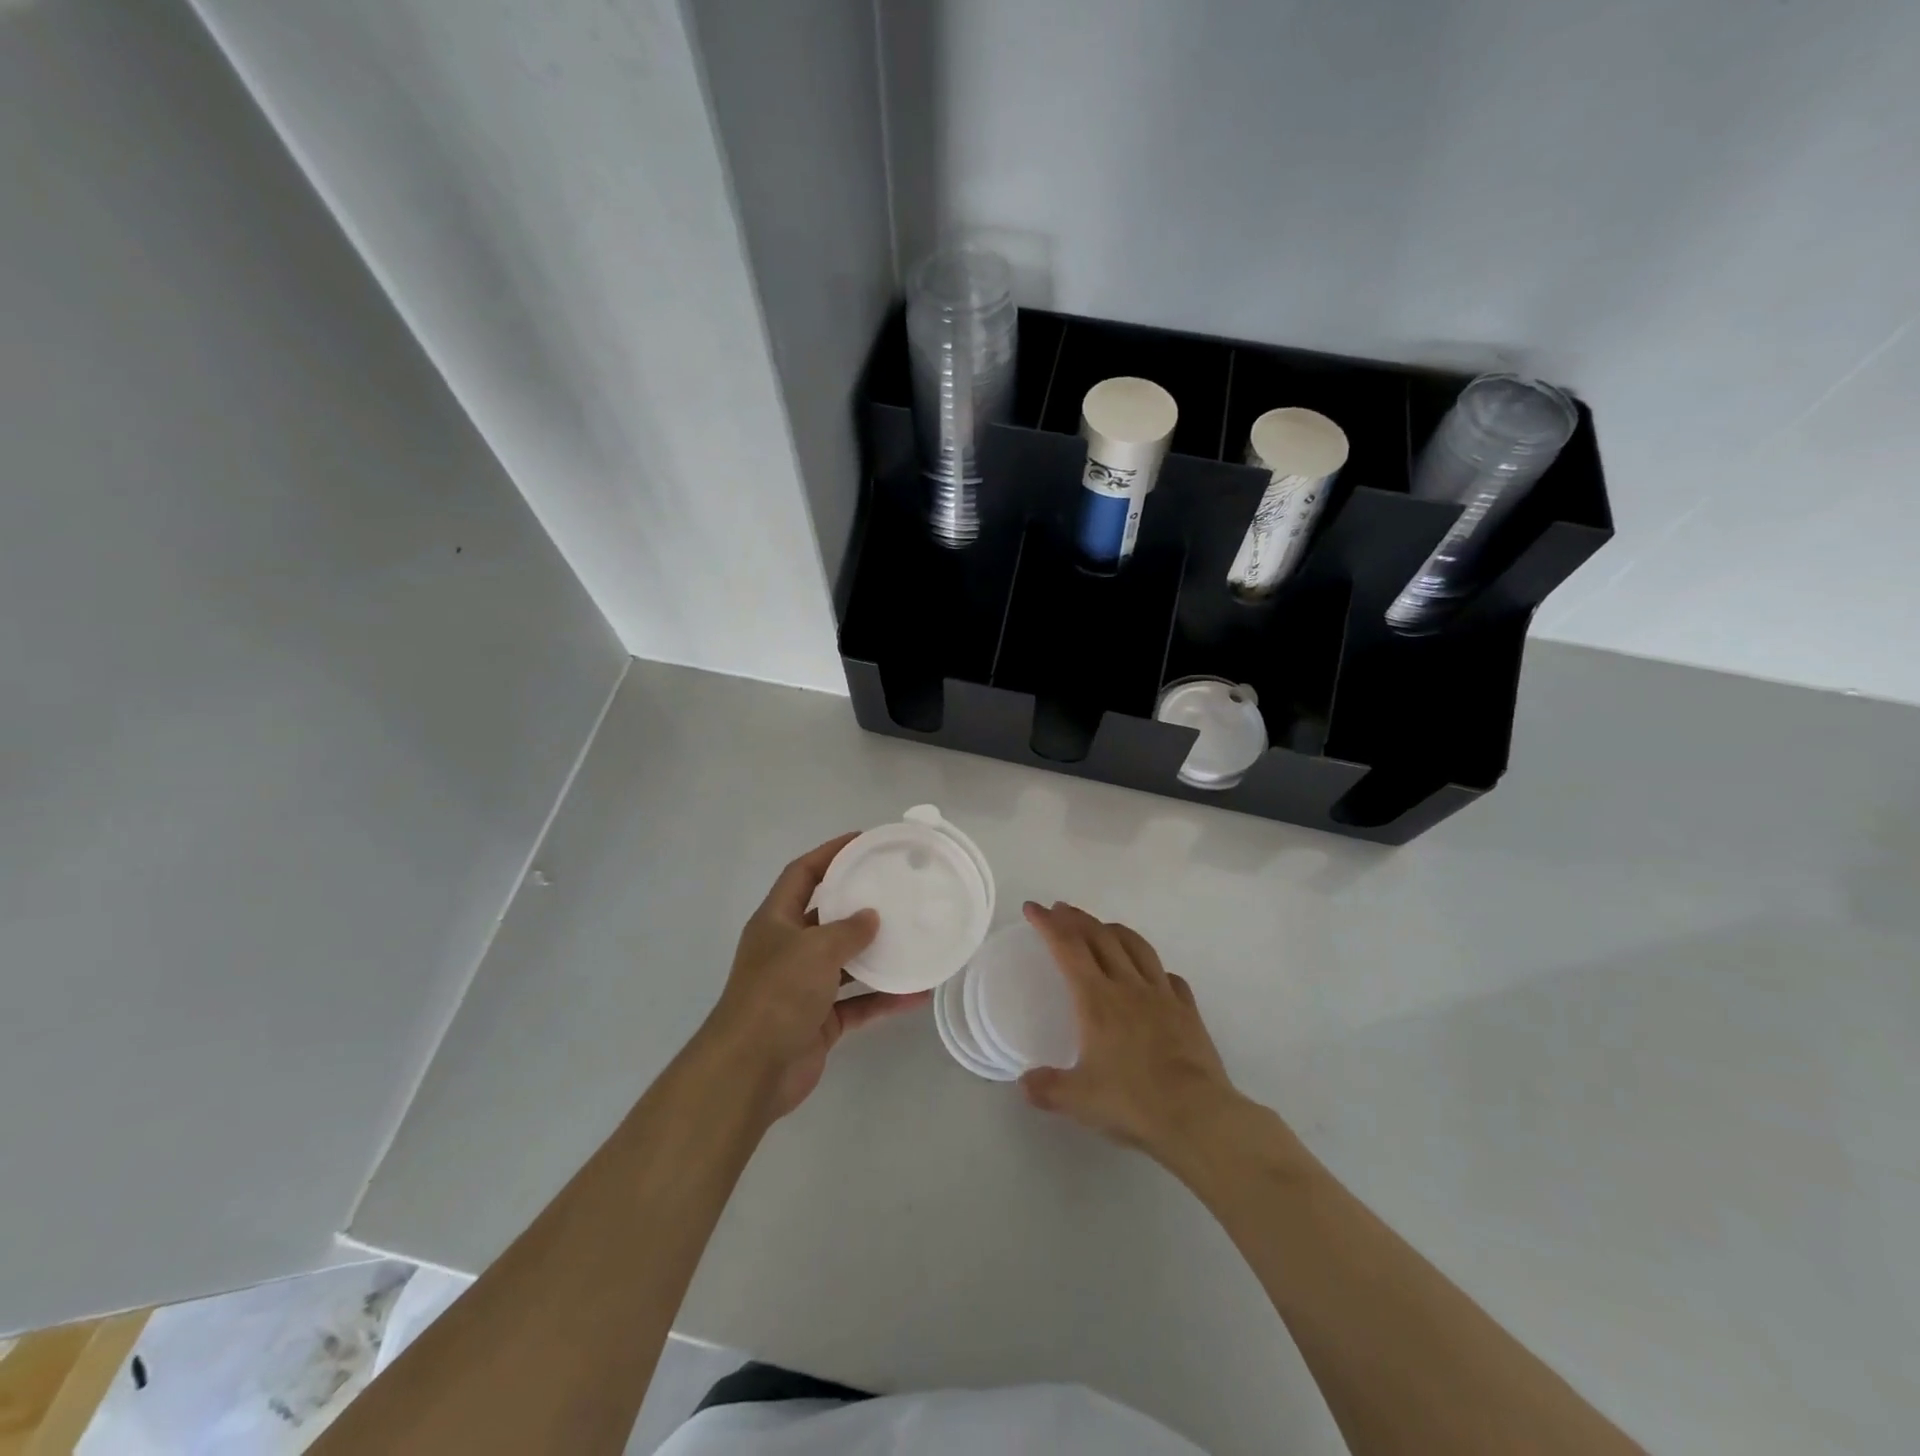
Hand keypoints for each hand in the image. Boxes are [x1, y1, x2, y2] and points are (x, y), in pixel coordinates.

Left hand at [704, 833, 926, 1120]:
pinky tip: (916, 993)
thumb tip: (871, 917)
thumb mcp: (816, 949)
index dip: (829, 854)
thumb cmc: (778, 994)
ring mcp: (803, 987)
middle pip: (826, 917)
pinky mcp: (819, 1021)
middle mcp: (788, 949)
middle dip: (858, 905)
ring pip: (845, 962)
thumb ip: (848, 930)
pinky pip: (857, 1002)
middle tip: (896, 890)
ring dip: (876, 954)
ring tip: (913, 937)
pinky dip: (882, 998)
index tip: (862, 841)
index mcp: (776, 921)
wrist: (751, 1070)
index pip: (802, 874)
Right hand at [1018, 901, 1240, 1163]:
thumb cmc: (1133, 1102)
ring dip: (1115, 930)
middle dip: (1077, 919)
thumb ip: (1047, 1088)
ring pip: (1137, 947)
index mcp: (1097, 999)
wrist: (1197, 1116)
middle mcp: (1128, 986)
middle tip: (1061, 910)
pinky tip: (1153, 975)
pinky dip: (1155, 968)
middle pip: (1100, 938)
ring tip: (1103, 927)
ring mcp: (1162, 996)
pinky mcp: (1188, 1012)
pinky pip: (1170, 978)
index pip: (1067, 948)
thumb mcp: (1078, 1101)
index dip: (1048, 924)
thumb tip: (1023, 1083)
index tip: (1033, 908)